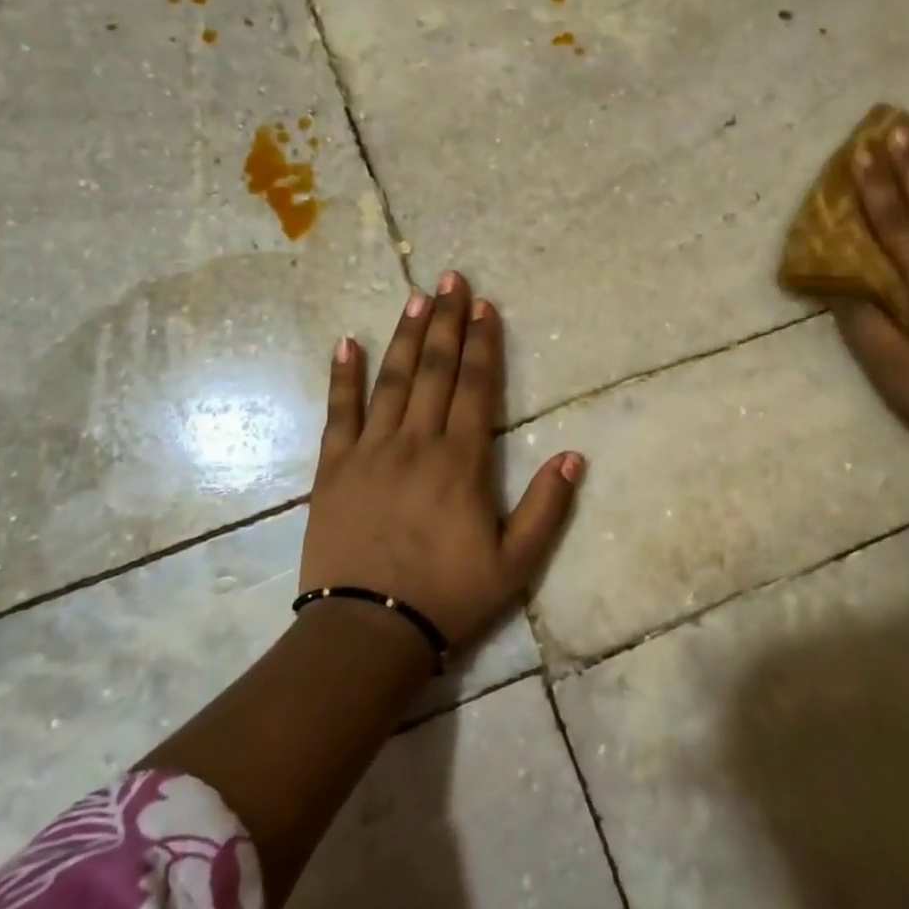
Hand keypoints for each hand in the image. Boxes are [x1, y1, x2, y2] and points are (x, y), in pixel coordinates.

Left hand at [300, 271, 584, 652]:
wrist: (369, 630)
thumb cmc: (449, 596)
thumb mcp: (515, 563)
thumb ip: (546, 507)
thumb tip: (574, 455)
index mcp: (460, 461)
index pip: (475, 387)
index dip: (482, 342)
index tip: (484, 305)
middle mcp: (416, 443)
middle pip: (434, 370)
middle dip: (446, 321)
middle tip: (451, 279)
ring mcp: (370, 451)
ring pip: (391, 380)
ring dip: (406, 336)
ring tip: (415, 297)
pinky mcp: (334, 468)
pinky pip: (339, 412)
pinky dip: (343, 377)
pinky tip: (347, 344)